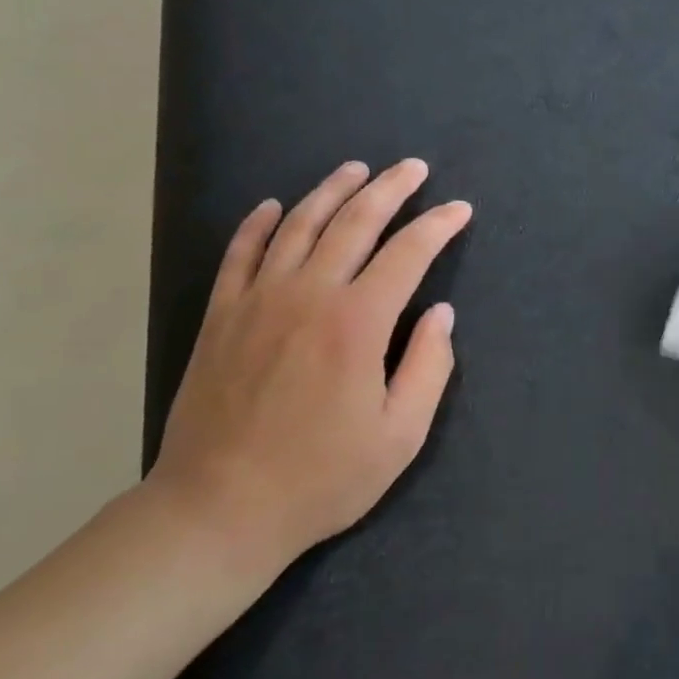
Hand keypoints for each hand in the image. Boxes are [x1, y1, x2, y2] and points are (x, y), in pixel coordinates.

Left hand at [151, 158, 470, 575]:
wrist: (219, 510)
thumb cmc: (322, 477)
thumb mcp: (401, 435)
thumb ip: (429, 367)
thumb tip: (440, 314)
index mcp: (358, 323)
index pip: (408, 254)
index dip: (438, 226)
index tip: (459, 210)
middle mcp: (308, 295)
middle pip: (354, 223)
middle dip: (390, 189)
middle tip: (413, 168)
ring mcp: (257, 301)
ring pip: (298, 225)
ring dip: (331, 191)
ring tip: (356, 169)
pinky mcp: (221, 317)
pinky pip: (239, 253)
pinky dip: (258, 223)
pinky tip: (272, 205)